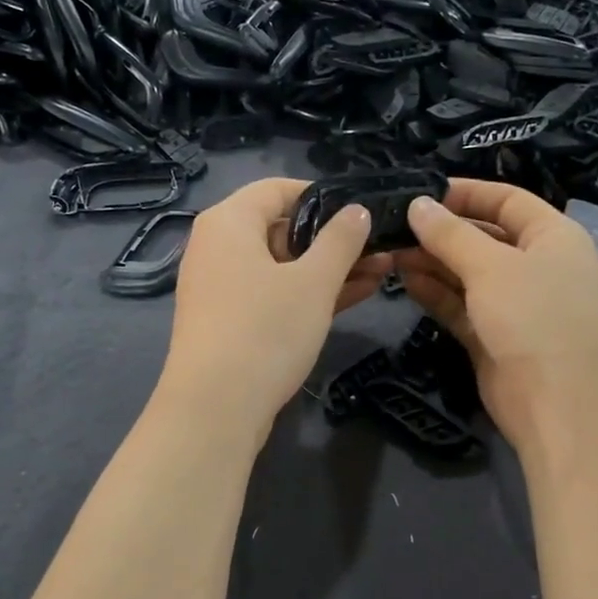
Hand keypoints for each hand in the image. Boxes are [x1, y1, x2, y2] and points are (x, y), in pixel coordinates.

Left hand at [157, 178, 389, 447]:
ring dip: (328, 269)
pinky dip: (307, 294)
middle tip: (381, 248)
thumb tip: (356, 210)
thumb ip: (340, 240)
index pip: (277, 188)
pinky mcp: (229, 322)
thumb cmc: (265, 330)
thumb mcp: (314, 282)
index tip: (362, 211)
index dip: (323, 196)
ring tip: (381, 272)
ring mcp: (221, 288)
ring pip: (282, 266)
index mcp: (229, 222)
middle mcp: (218, 247)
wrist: (215, 409)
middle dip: (333, 239)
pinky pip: (273, 295)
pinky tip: (353, 296)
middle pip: (281, 228)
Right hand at [395, 179, 597, 458]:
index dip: (466, 193)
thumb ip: (451, 235)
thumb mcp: (492, 267)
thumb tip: (417, 205)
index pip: (507, 200)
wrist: (562, 407)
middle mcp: (537, 266)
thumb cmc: (536, 319)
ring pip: (468, 274)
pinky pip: (461, 306)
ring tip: (390, 252)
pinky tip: (405, 279)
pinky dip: (436, 292)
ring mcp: (515, 305)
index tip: (421, 192)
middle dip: (441, 232)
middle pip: (484, 237)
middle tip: (394, 227)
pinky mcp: (495, 338)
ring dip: (432, 262)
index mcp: (553, 237)